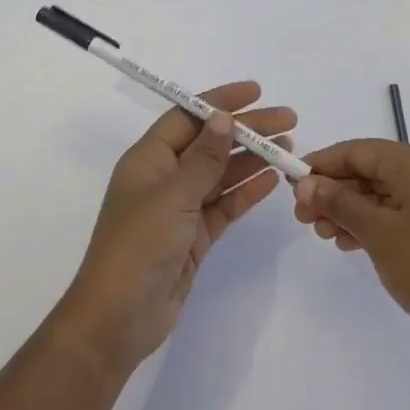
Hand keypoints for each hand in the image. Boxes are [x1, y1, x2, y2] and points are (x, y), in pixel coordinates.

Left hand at [54, 82, 294, 377]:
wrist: (120, 318)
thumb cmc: (139, 245)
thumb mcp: (173, 196)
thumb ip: (203, 158)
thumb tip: (223, 117)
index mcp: (149, 159)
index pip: (188, 117)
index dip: (220, 101)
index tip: (256, 92)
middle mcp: (164, 177)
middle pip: (210, 143)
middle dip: (247, 130)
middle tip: (288, 121)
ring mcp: (180, 208)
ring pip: (221, 174)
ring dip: (252, 160)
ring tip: (289, 149)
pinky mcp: (194, 236)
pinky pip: (224, 205)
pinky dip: (247, 192)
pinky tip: (272, 180)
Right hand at [293, 139, 409, 356]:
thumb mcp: (376, 233)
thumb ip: (338, 202)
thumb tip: (304, 182)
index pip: (358, 150)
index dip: (322, 164)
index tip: (291, 183)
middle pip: (371, 170)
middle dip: (334, 191)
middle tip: (303, 218)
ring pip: (384, 192)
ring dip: (350, 209)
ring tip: (324, 235)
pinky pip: (401, 210)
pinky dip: (374, 221)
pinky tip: (351, 242)